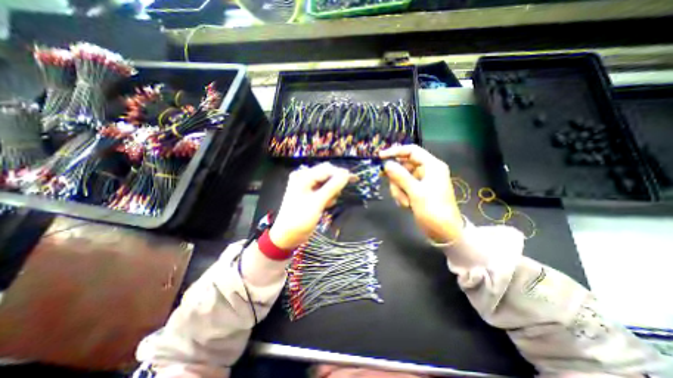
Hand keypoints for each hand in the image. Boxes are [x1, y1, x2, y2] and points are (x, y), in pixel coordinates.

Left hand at [269, 163, 352, 250]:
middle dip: (335, 183)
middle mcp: (304, 178)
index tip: (354, 179)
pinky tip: (325, 205)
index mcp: (303, 176)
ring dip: (332, 192)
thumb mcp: (317, 202)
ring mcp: (307, 186)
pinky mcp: (310, 194)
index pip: (326, 169)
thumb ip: (332, 187)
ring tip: (328, 203)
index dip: (340, 173)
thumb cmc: (300, 218)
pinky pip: (323, 190)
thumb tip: (346, 174)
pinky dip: (327, 197)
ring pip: (327, 183)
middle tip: (341, 193)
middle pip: (326, 174)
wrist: (288, 235)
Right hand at [381, 143, 465, 242]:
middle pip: (403, 166)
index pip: (411, 151)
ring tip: (405, 202)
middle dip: (397, 180)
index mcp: (431, 166)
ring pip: (401, 178)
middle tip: (396, 190)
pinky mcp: (417, 190)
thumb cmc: (433, 210)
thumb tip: (386, 164)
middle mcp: (426, 171)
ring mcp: (421, 181)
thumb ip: (400, 176)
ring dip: (399, 190)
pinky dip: (401, 195)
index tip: (380, 157)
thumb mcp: (416, 192)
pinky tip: (406, 205)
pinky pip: (403, 187)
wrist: (444, 232)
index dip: (395, 152)